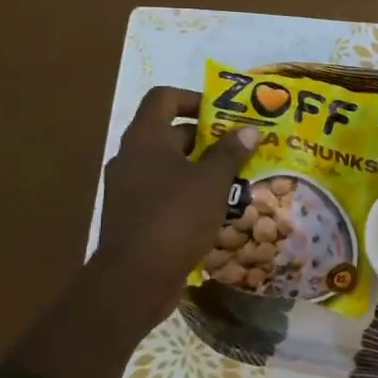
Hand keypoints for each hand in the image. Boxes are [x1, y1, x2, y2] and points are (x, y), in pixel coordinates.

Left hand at [91, 86, 256, 321]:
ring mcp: (128, 188)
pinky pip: (164, 192)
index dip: (194, 98)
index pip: (164, 98)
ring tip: (235, 179)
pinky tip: (216, 209)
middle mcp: (131, 157)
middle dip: (207, 138)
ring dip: (201, 168)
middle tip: (240, 148)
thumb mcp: (213, 181)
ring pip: (169, 166)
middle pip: (169, 133)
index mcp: (145, 139)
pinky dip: (188, 193)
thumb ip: (230, 152)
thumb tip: (249, 130)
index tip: (223, 114)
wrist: (135, 278)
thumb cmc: (176, 217)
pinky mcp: (133, 216)